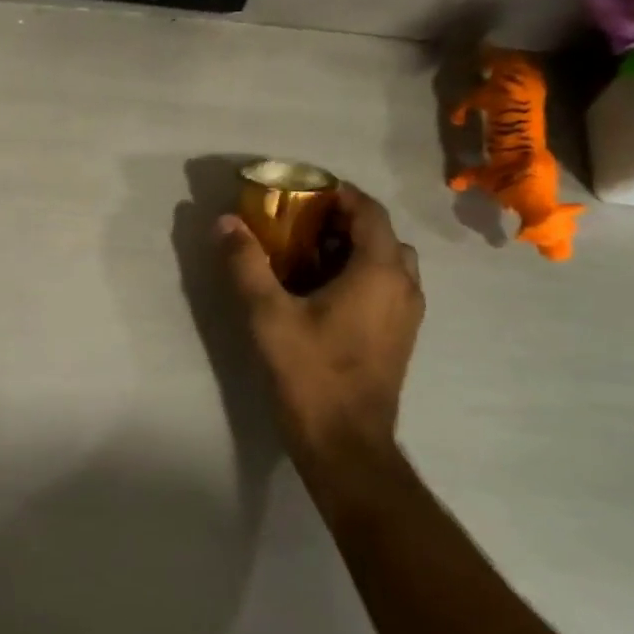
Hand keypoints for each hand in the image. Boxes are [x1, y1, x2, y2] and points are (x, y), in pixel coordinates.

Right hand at [217, 183, 423, 469]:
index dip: (337, 193)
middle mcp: (404, 286)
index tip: (300, 190)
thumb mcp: (267, 314)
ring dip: (351, 248)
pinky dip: (359, 274)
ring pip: (386, 262)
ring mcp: (407, 314)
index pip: (368, 210)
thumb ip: (246, 264)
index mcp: (379, 271)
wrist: (345, 443)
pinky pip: (385, 287)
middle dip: (341, 220)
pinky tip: (320, 291)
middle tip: (298, 222)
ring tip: (306, 254)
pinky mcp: (399, 337)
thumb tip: (226, 222)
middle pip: (380, 234)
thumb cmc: (310, 373)